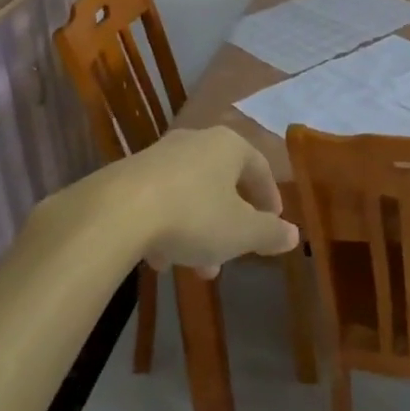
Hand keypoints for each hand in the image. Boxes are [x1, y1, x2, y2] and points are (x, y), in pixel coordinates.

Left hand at [112, 127, 299, 277]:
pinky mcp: (127, 175)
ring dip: (199, 230)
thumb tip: (294, 235)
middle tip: (233, 255)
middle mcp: (195, 141)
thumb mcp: (241, 232)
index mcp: (228, 145)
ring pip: (190, 194)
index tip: (273, 224)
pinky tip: (160, 259)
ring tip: (196, 269)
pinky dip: (167, 227)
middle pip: (223, 182)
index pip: (260, 167)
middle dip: (230, 222)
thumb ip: (270, 233)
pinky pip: (159, 200)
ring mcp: (158, 156)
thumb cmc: (193, 215)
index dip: (270, 198)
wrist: (115, 212)